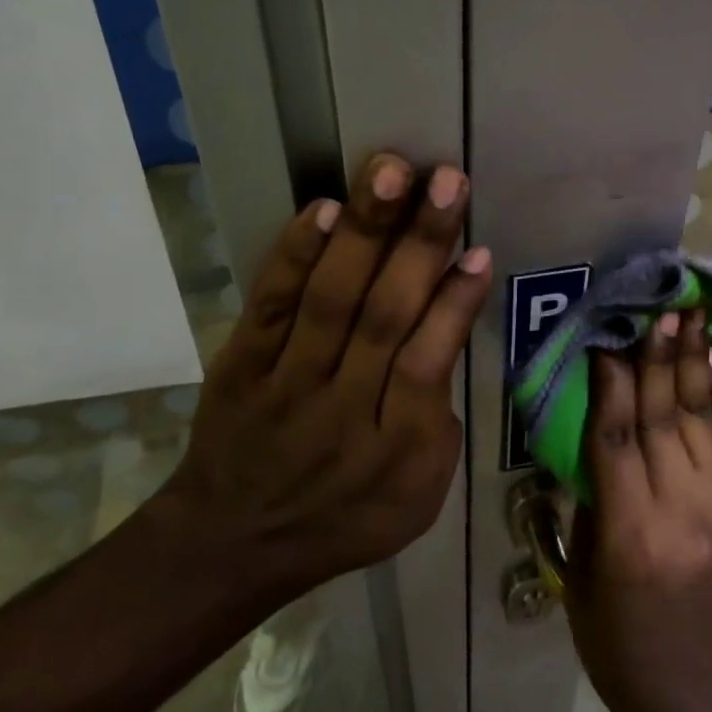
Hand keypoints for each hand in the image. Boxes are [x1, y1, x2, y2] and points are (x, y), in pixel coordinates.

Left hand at [159, 152, 490, 592]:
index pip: (427, 362)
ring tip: (390, 170)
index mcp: (396, 449)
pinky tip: (323, 209)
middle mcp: (342, 408)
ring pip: (329, 298)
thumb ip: (439, 420)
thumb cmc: (345, 519)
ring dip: (363, 230)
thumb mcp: (418, 496)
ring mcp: (286, 381)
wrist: (232, 541)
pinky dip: (295, 255)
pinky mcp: (242, 362)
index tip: (480, 250)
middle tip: (446, 180)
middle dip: (419, 243)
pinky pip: (269, 304)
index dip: (454, 304)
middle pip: (384, 316)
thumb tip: (447, 330)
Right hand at [564, 310, 711, 711]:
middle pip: (664, 418)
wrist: (704, 698)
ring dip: (694, 363)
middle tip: (658, 305)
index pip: (617, 438)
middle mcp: (678, 510)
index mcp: (630, 534)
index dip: (610, 381)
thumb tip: (594, 444)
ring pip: (702, 421)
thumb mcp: (584, 582)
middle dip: (659, 357)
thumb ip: (590, 507)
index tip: (606, 335)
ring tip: (692, 315)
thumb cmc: (622, 650)